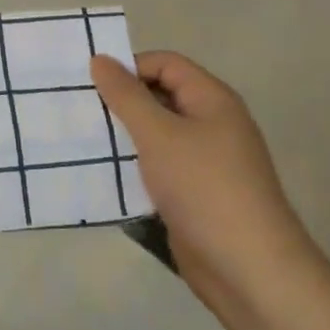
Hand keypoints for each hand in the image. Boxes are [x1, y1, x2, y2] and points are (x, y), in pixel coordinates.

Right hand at [90, 51, 312, 305]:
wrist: (249, 270)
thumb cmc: (204, 188)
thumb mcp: (159, 134)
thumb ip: (126, 95)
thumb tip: (101, 59)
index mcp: (212, 100)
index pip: (165, 64)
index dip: (130, 67)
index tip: (91, 85)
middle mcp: (212, 124)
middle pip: (161, 96)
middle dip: (121, 101)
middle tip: (79, 110)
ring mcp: (205, 161)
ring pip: (156, 135)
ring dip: (124, 136)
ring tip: (83, 140)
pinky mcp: (195, 194)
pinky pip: (159, 167)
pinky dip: (133, 167)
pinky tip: (104, 176)